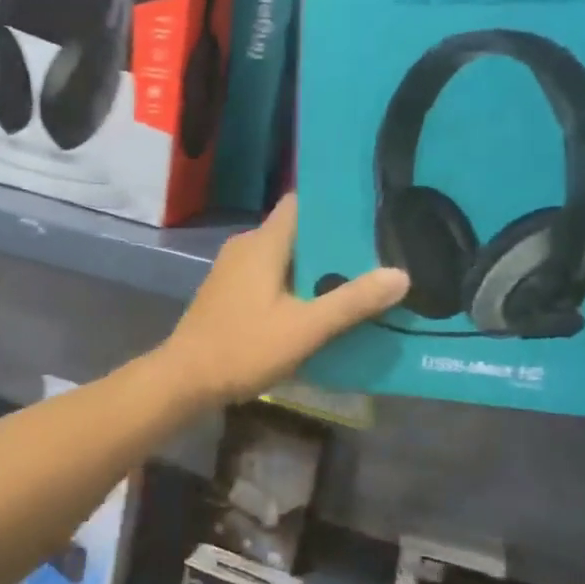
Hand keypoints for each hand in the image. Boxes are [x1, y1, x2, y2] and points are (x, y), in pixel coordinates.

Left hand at [161, 195, 408, 407]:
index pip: (301, 203)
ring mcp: (233, 269)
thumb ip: (352, 302)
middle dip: (334, 244)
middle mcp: (246, 246)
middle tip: (377, 255)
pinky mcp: (229, 292)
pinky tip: (320, 307)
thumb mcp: (305, 328)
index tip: (370, 215)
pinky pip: (270, 276)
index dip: (334, 206)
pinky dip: (295, 285)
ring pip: (284, 257)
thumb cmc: (243, 347)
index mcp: (263, 243)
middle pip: (297, 232)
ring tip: (358, 281)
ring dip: (316, 269)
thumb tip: (400, 275)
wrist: (184, 380)